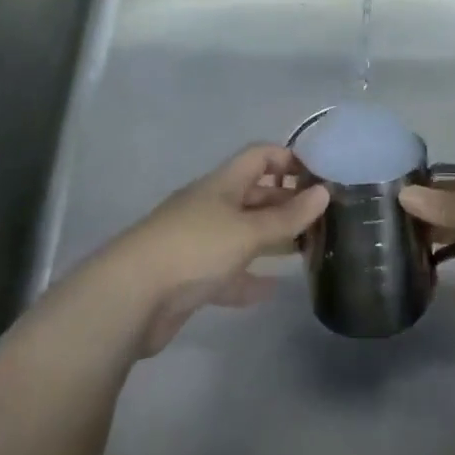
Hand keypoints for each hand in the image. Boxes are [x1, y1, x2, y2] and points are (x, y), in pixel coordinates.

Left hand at [95, 144, 328, 356]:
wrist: (130, 297)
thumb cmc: (194, 248)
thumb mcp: (247, 231)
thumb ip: (287, 216)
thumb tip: (324, 192)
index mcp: (223, 184)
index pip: (260, 156)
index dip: (288, 160)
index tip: (319, 178)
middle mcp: (212, 206)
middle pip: (253, 194)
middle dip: (285, 202)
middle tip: (321, 219)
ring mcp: (199, 241)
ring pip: (243, 233)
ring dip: (270, 239)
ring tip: (305, 250)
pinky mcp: (191, 277)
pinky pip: (228, 271)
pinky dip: (249, 277)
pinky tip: (272, 290)